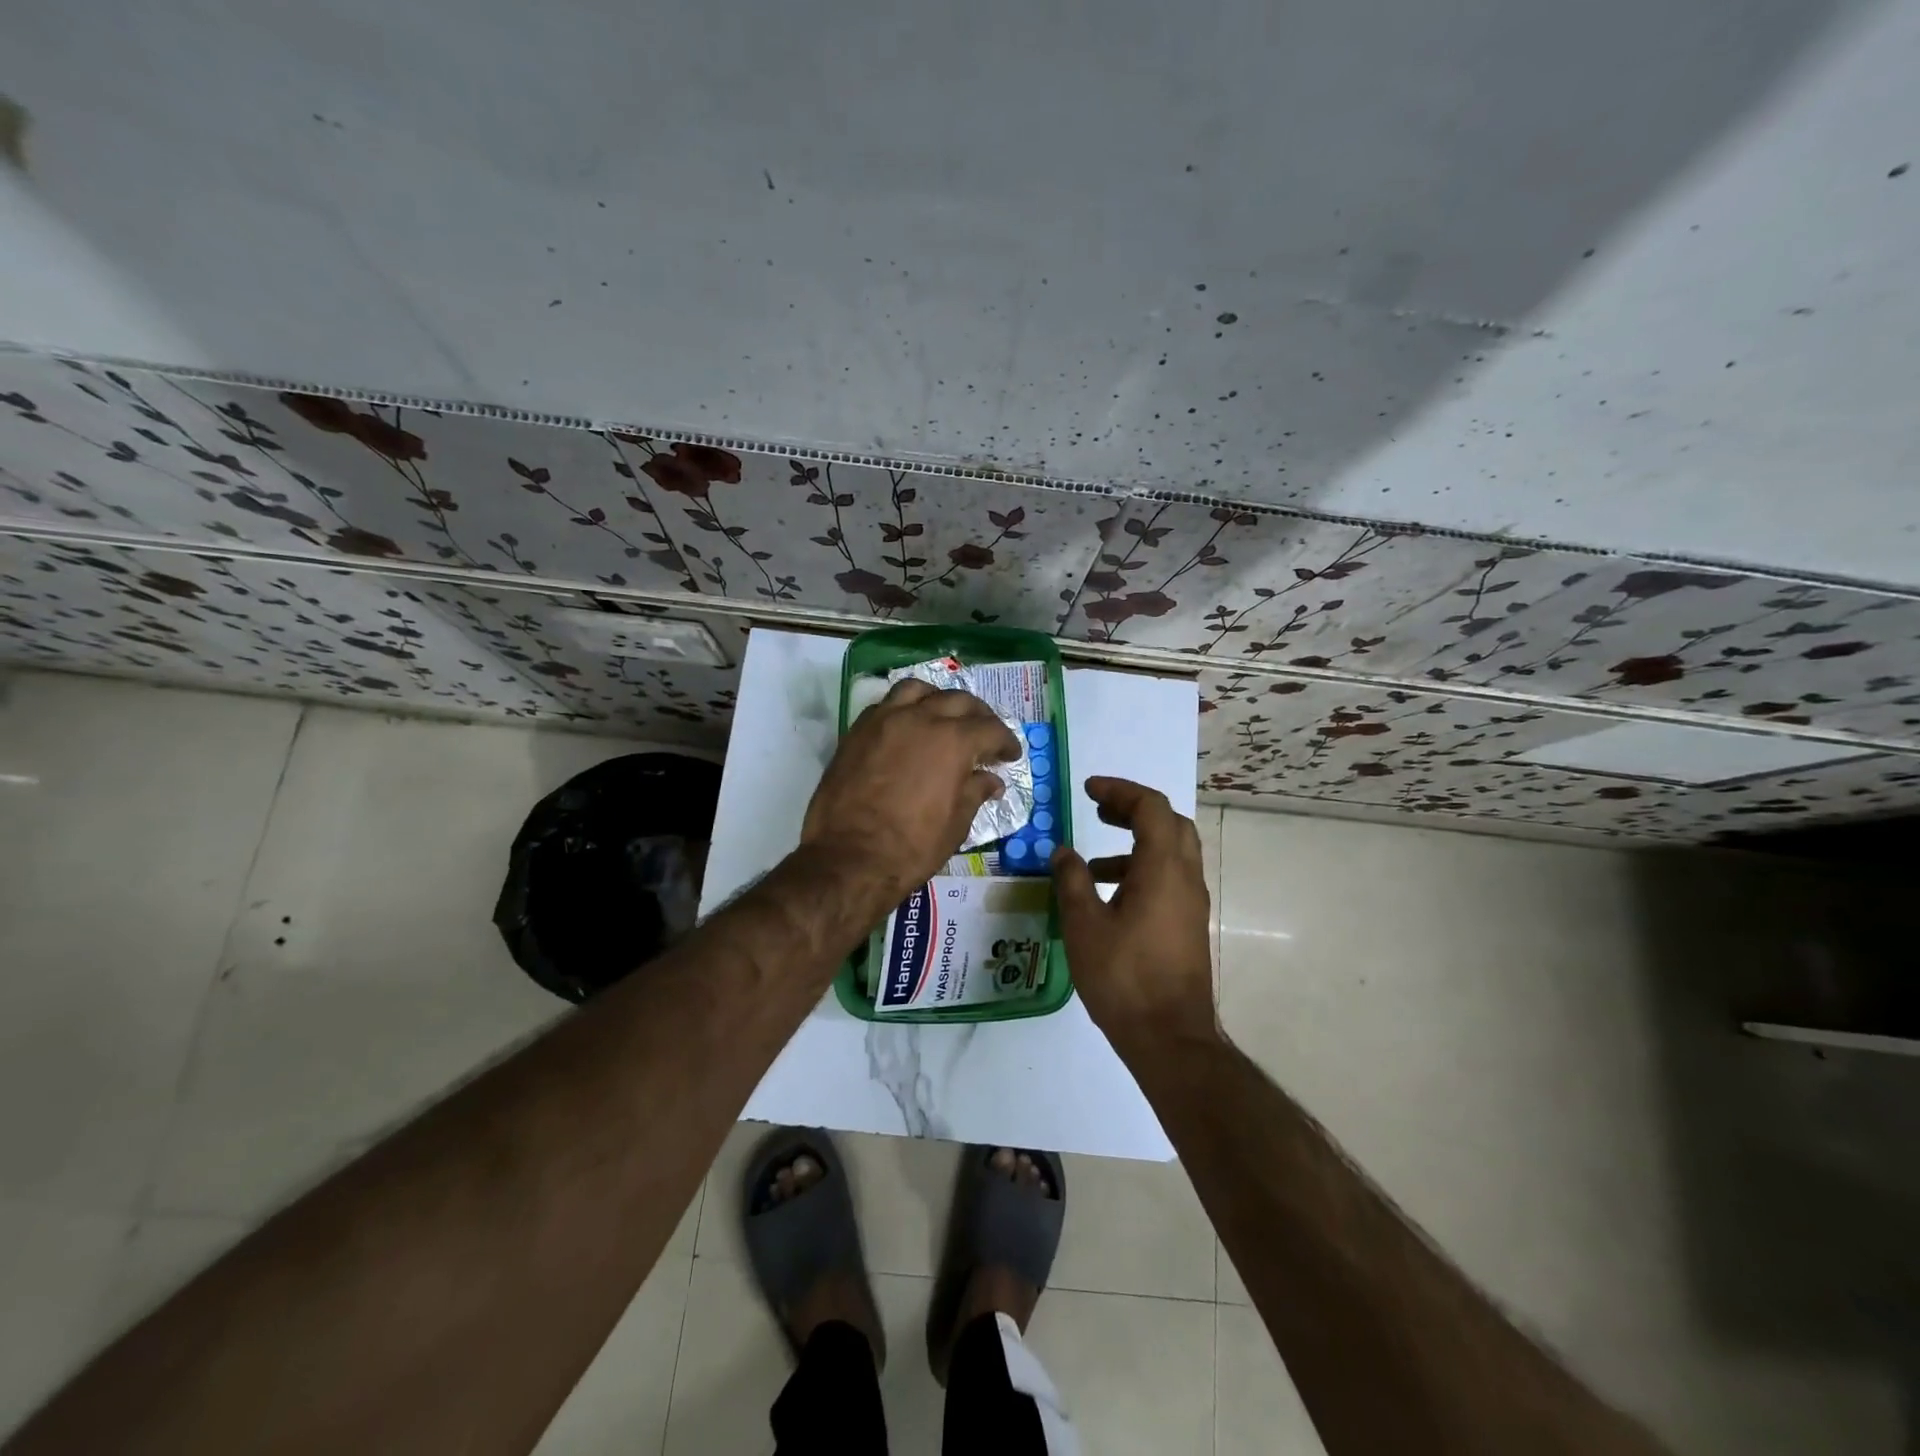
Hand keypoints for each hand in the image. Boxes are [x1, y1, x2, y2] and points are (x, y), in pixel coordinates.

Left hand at [802, 679, 1020, 910]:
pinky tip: (909, 728)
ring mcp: (885, 720)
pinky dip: (905, 709)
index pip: (991, 729)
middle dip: (979, 716)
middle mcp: (921, 719)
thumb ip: (975, 792)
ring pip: (919, 690)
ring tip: (944, 718)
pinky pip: (887, 704)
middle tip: (985, 735)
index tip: (1010, 756)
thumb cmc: (911, 847)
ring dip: (938, 700)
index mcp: (953, 741)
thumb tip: (990, 780)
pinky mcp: (858, 730)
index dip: (1006, 742)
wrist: (849, 857)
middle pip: (959, 701)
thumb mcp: (956, 824)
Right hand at [1051, 777, 1216, 1048]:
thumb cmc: (1124, 977)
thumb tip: (1063, 852)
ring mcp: (1191, 903)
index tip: (1088, 790)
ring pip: (1171, 851)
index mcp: (1163, 869)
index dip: (1120, 790)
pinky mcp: (1188, 924)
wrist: (1170, 1038)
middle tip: (1098, 810)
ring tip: (1093, 858)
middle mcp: (1185, 878)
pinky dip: (1141, 869)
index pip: (1151, 807)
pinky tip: (1109, 895)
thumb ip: (1072, 881)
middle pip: (1169, 822)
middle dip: (1133, 809)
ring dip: (1136, 841)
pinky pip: (1169, 878)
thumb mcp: (1084, 925)